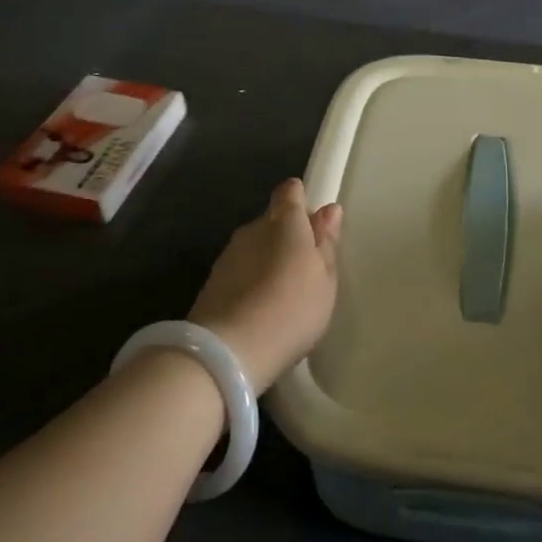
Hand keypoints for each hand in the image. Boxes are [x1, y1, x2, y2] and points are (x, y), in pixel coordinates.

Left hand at [189, 179, 342, 392]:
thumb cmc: (292, 309)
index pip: (289, 192)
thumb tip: (329, 209)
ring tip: (282, 294)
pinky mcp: (212, 280)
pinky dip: (250, 281)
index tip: (313, 224)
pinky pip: (240, 270)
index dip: (300, 200)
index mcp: (285, 222)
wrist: (229, 350)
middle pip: (272, 220)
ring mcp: (229, 254)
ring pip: (254, 246)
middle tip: (304, 268)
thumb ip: (326, 242)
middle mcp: (253, 228)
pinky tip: (259, 308)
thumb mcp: (325, 279)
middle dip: (286, 235)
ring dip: (267, 260)